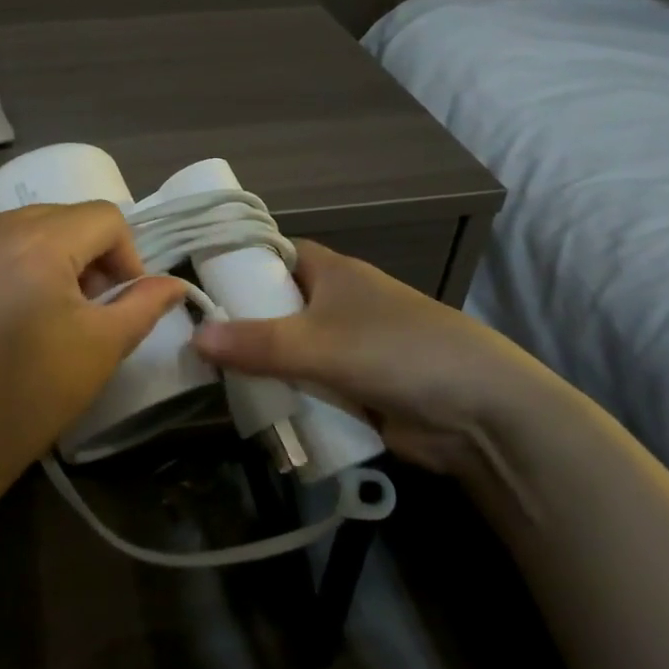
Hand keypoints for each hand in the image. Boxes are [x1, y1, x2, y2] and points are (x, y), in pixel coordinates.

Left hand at [0, 204, 187, 506]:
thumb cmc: (25, 399)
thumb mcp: (100, 350)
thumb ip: (143, 305)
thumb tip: (173, 283)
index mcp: (37, 242)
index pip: (104, 217)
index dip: (125, 257)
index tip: (117, 304)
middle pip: (61, 217)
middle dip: (84, 256)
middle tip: (81, 311)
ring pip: (22, 227)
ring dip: (44, 256)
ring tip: (38, 311)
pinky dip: (4, 261)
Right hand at [191, 239, 547, 467]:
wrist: (480, 414)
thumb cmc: (397, 351)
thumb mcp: (319, 343)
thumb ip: (256, 343)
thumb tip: (193, 337)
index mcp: (331, 271)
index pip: (273, 254)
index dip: (237, 263)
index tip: (196, 282)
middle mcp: (335, 302)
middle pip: (275, 306)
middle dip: (239, 323)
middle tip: (188, 339)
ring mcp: (345, 347)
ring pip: (287, 350)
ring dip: (259, 365)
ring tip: (206, 378)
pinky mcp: (354, 388)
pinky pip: (305, 385)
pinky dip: (284, 394)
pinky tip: (248, 407)